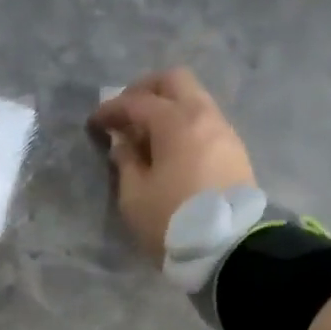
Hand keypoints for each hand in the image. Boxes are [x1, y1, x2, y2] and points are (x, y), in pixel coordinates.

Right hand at [89, 68, 256, 262]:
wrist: (230, 249)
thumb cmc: (173, 221)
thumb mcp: (135, 196)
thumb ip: (126, 161)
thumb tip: (124, 143)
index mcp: (176, 123)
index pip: (137, 102)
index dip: (111, 109)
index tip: (95, 124)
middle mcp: (204, 116)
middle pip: (174, 81)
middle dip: (146, 90)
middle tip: (126, 113)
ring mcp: (224, 132)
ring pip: (194, 100)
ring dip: (168, 108)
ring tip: (147, 135)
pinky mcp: (235, 151)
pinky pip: (205, 122)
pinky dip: (184, 124)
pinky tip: (171, 148)